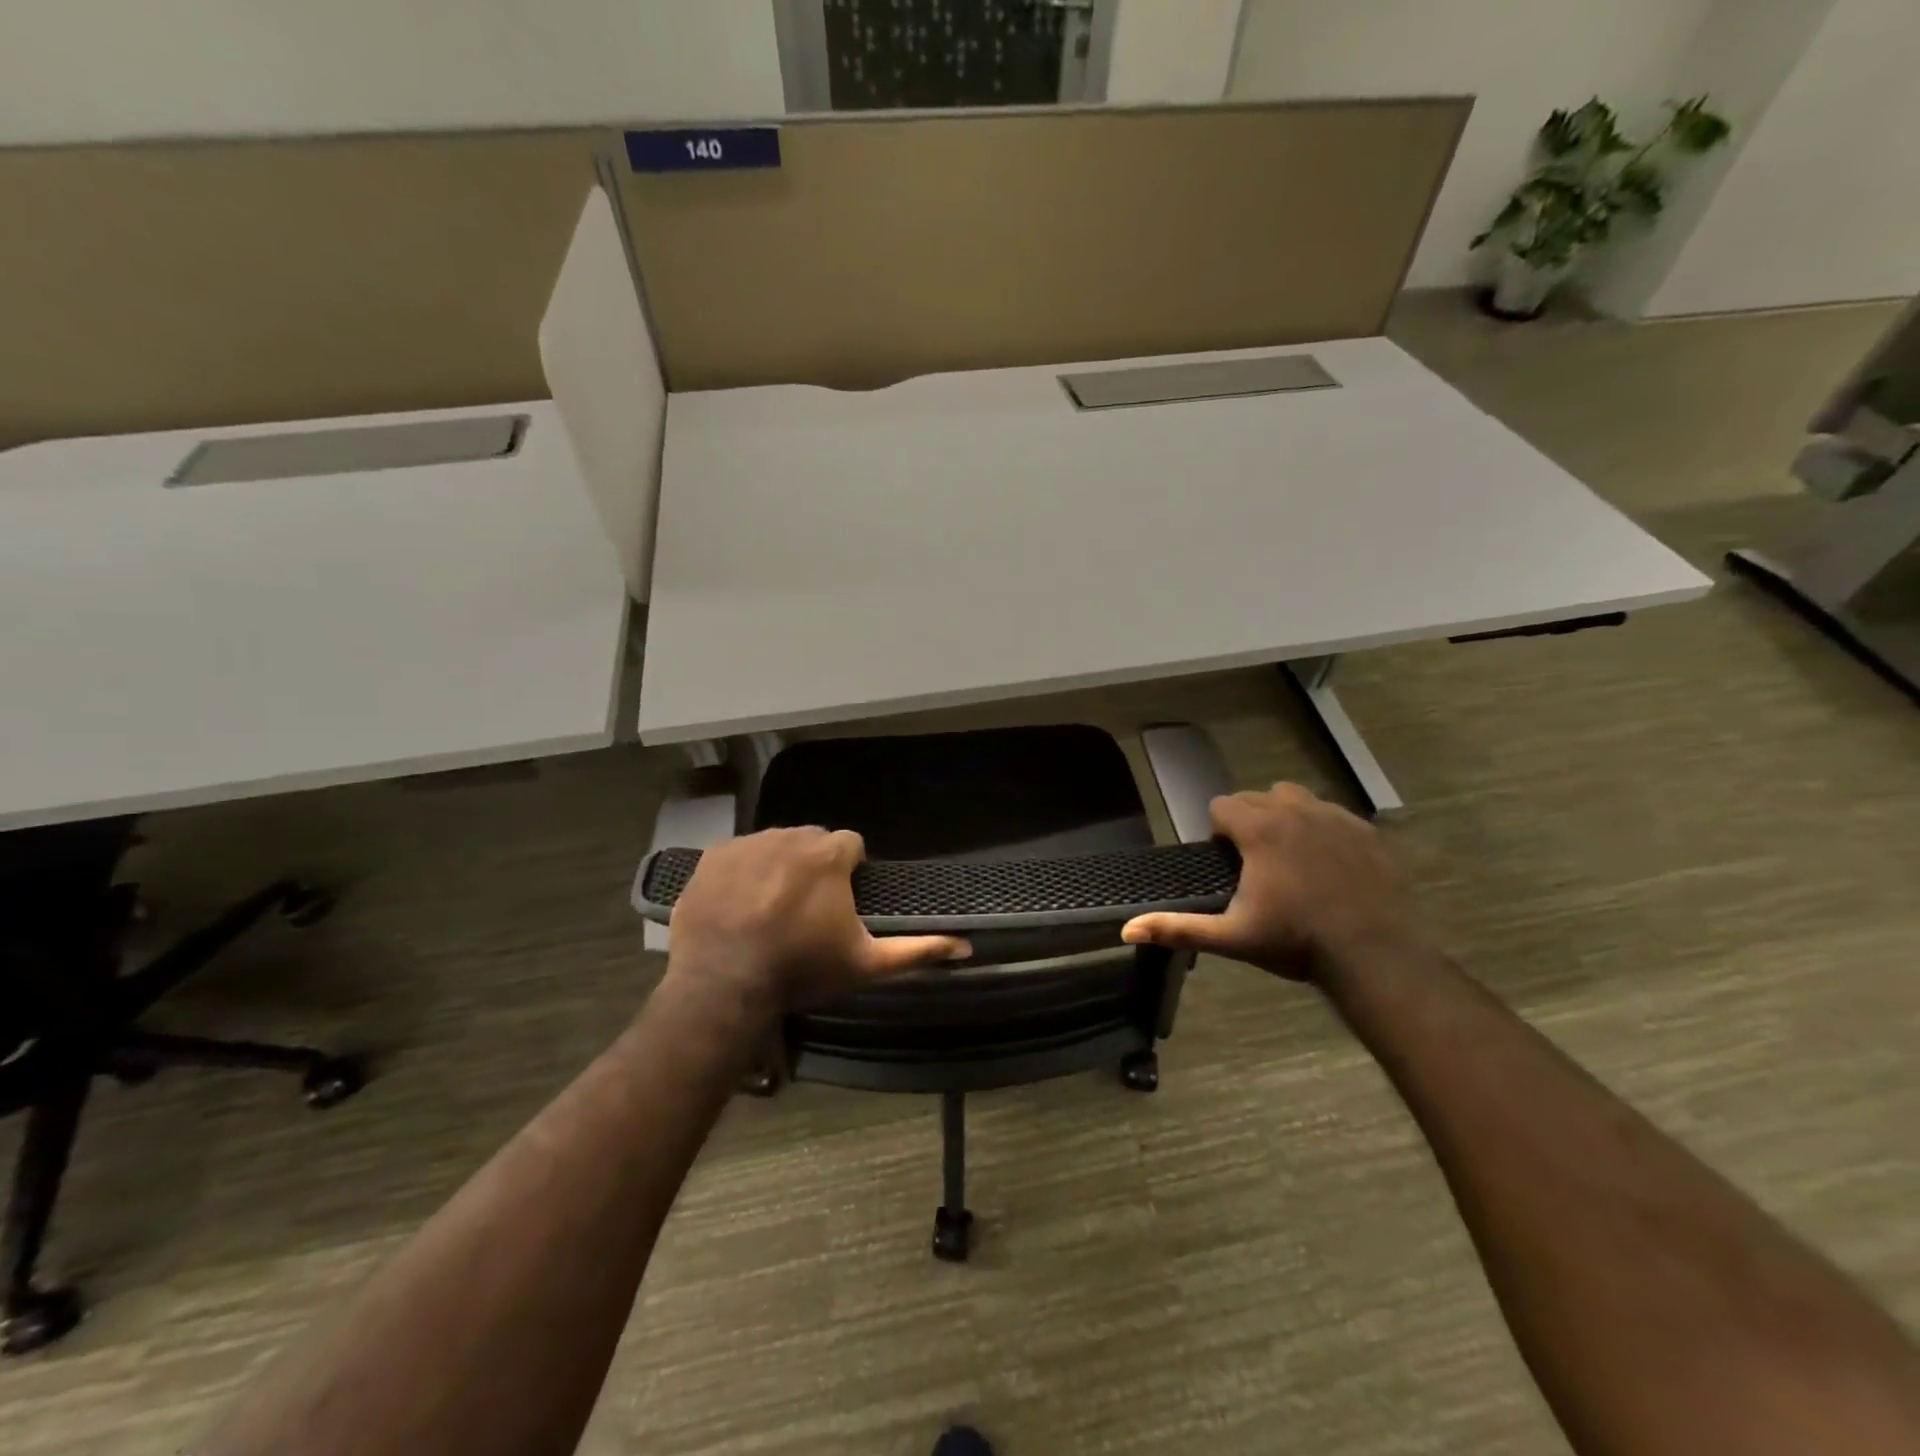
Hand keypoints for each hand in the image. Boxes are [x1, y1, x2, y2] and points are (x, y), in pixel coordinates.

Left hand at [663, 828, 969, 1019]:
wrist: (722, 986)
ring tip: (771, 907)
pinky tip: (740, 904)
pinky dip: (744, 871)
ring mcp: (748, 843)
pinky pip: (739, 853)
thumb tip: (966, 946)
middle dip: (815, 865)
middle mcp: (790, 836)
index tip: (841, 902)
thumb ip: (917, 950)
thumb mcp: (866, 964)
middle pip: (813, 841)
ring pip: (776, 844)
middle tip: (807, 908)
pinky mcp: (714, 856)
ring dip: (780, 866)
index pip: (851, 845)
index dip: (850, 872)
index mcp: (829, 854)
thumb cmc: (801, 970)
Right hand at [1122, 783, 1423, 981]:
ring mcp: (1335, 817)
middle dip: (1248, 820)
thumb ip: (1178, 928)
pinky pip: (1333, 813)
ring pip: (1295, 797)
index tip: (1228, 861)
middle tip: (1255, 863)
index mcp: (1259, 829)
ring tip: (1289, 855)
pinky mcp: (1366, 831)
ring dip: (1284, 815)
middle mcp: (1294, 811)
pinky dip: (1322, 828)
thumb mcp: (1232, 937)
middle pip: (1256, 797)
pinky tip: (1328, 863)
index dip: (1218, 831)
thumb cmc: (1297, 942)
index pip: (1222, 805)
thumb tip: (1127, 929)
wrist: (1375, 955)